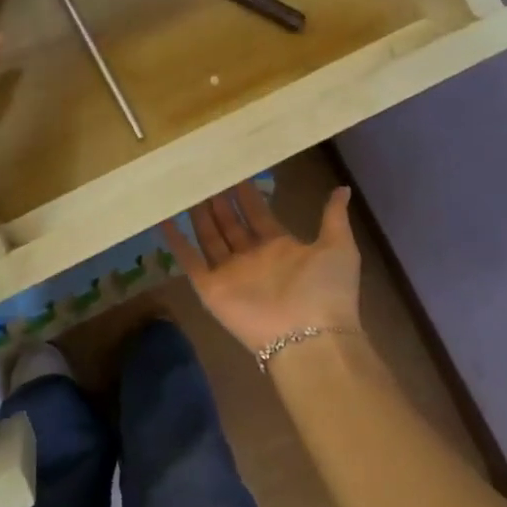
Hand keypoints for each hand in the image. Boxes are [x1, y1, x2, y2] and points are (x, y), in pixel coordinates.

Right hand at [162, 182, 363, 354]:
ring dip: (198, 215)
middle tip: (205, 173)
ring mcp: (230, 273)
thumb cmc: (325, 289)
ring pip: (209, 237)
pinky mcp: (211, 288)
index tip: (235, 170)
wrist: (310, 336)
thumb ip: (333, 217)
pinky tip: (164, 219)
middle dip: (219, 201)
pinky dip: (176, 241)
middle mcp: (252, 258)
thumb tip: (342, 188)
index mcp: (280, 247)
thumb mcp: (339, 246)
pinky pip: (190, 261)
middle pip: (230, 224)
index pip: (258, 214)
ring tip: (186, 189)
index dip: (247, 194)